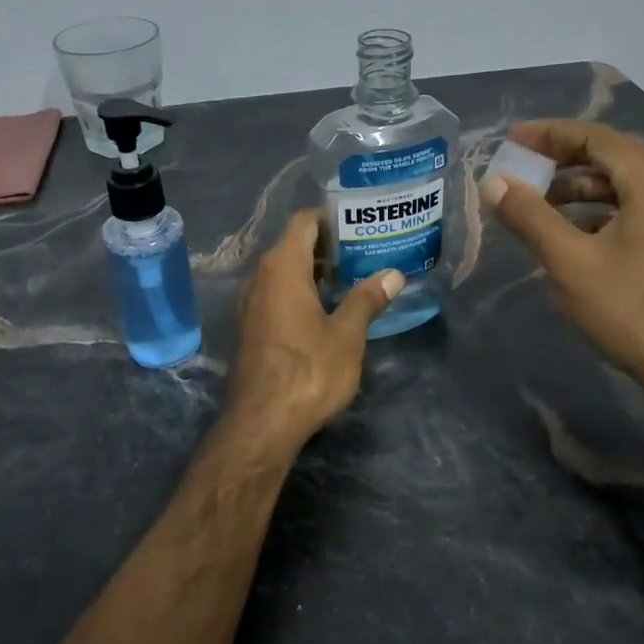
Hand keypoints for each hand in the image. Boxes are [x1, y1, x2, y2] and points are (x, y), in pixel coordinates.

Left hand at [222, 210, 402, 452]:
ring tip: (352, 280)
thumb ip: (367, 300)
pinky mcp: (250, 327)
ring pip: (284, 272)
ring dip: (315, 272)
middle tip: (365, 253)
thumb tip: (393, 274)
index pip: (304, 222)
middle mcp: (260, 277)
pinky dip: (301, 292)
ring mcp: (251, 303)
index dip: (332, 219)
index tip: (361, 226)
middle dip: (328, 246)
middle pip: (294, 245)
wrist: (261, 424)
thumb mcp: (347, 335)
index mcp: (282, 267)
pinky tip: (327, 310)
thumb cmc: (308, 371)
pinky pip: (276, 294)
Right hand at [479, 121, 643, 388]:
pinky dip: (595, 210)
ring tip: (536, 201)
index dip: (551, 134)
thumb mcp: (569, 260)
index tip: (513, 139)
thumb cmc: (629, 308)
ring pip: (620, 184)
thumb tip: (494, 182)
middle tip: (522, 163)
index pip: (596, 138)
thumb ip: (529, 216)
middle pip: (610, 156)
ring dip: (577, 186)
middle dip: (563, 156)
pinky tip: (568, 232)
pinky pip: (629, 208)